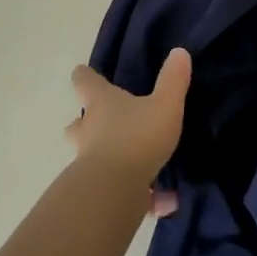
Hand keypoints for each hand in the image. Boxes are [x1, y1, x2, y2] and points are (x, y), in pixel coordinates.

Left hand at [66, 48, 191, 216]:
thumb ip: (173, 80)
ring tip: (136, 164)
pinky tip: (162, 202)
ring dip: (108, 158)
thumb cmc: (137, 137)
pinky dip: (136, 194)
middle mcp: (89, 130)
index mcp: (102, 103)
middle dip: (85, 123)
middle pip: (77, 124)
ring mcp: (88, 163)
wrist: (114, 192)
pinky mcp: (98, 192)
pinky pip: (117, 190)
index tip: (83, 72)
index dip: (85, 76)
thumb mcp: (165, 105)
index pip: (85, 81)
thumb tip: (179, 52)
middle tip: (103, 123)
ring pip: (92, 157)